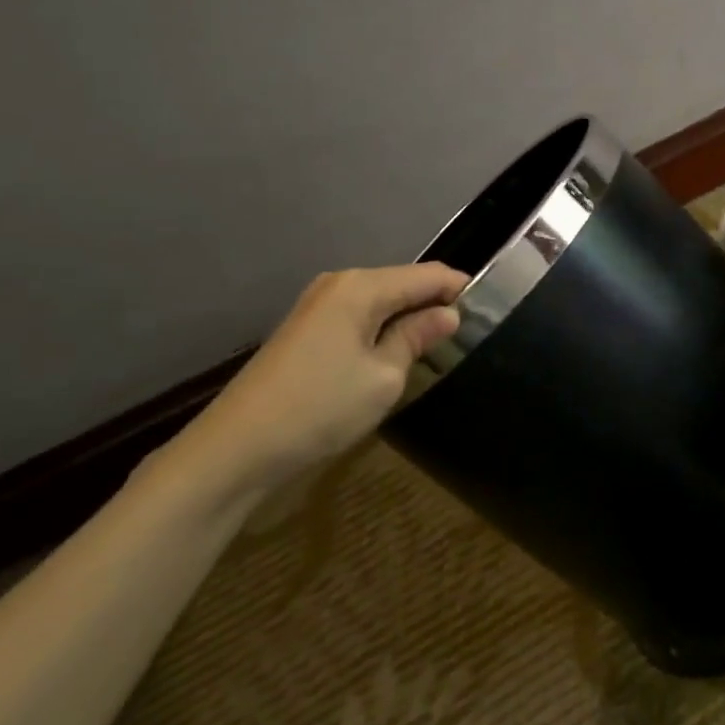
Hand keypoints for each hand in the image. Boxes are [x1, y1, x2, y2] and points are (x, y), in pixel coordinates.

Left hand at [169, 263, 466, 497]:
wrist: (235, 449)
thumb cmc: (319, 407)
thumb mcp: (383, 376)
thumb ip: (417, 337)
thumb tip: (446, 314)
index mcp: (362, 287)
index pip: (427, 274)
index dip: (459, 287)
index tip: (489, 309)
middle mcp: (339, 284)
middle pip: (402, 283)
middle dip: (434, 302)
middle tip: (467, 333)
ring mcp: (318, 305)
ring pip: (380, 301)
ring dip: (407, 318)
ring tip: (437, 345)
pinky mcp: (305, 330)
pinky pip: (358, 317)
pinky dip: (381, 329)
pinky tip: (393, 354)